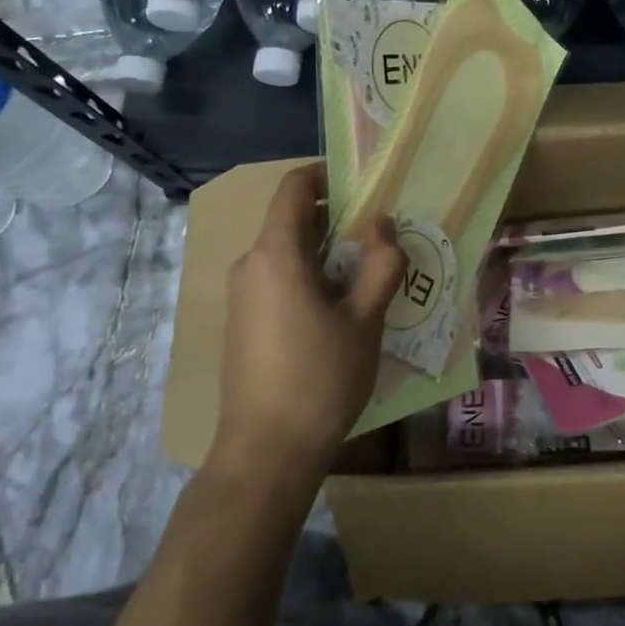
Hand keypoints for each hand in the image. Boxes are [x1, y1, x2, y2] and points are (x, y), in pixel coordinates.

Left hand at [214, 164, 405, 478]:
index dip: (326, 174)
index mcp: (276, 254)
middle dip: (337, 218)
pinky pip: (277, 278)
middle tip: (381, 235)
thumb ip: (380, 264)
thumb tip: (383, 223)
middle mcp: (250, 265)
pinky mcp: (242, 322)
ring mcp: (241, 295)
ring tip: (369, 274)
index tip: (364, 183)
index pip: (294, 187)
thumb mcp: (365, 320)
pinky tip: (339, 309)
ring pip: (286, 252)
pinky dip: (309, 276)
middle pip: (292, 220)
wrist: (266, 452)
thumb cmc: (321, 379)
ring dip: (326, 251)